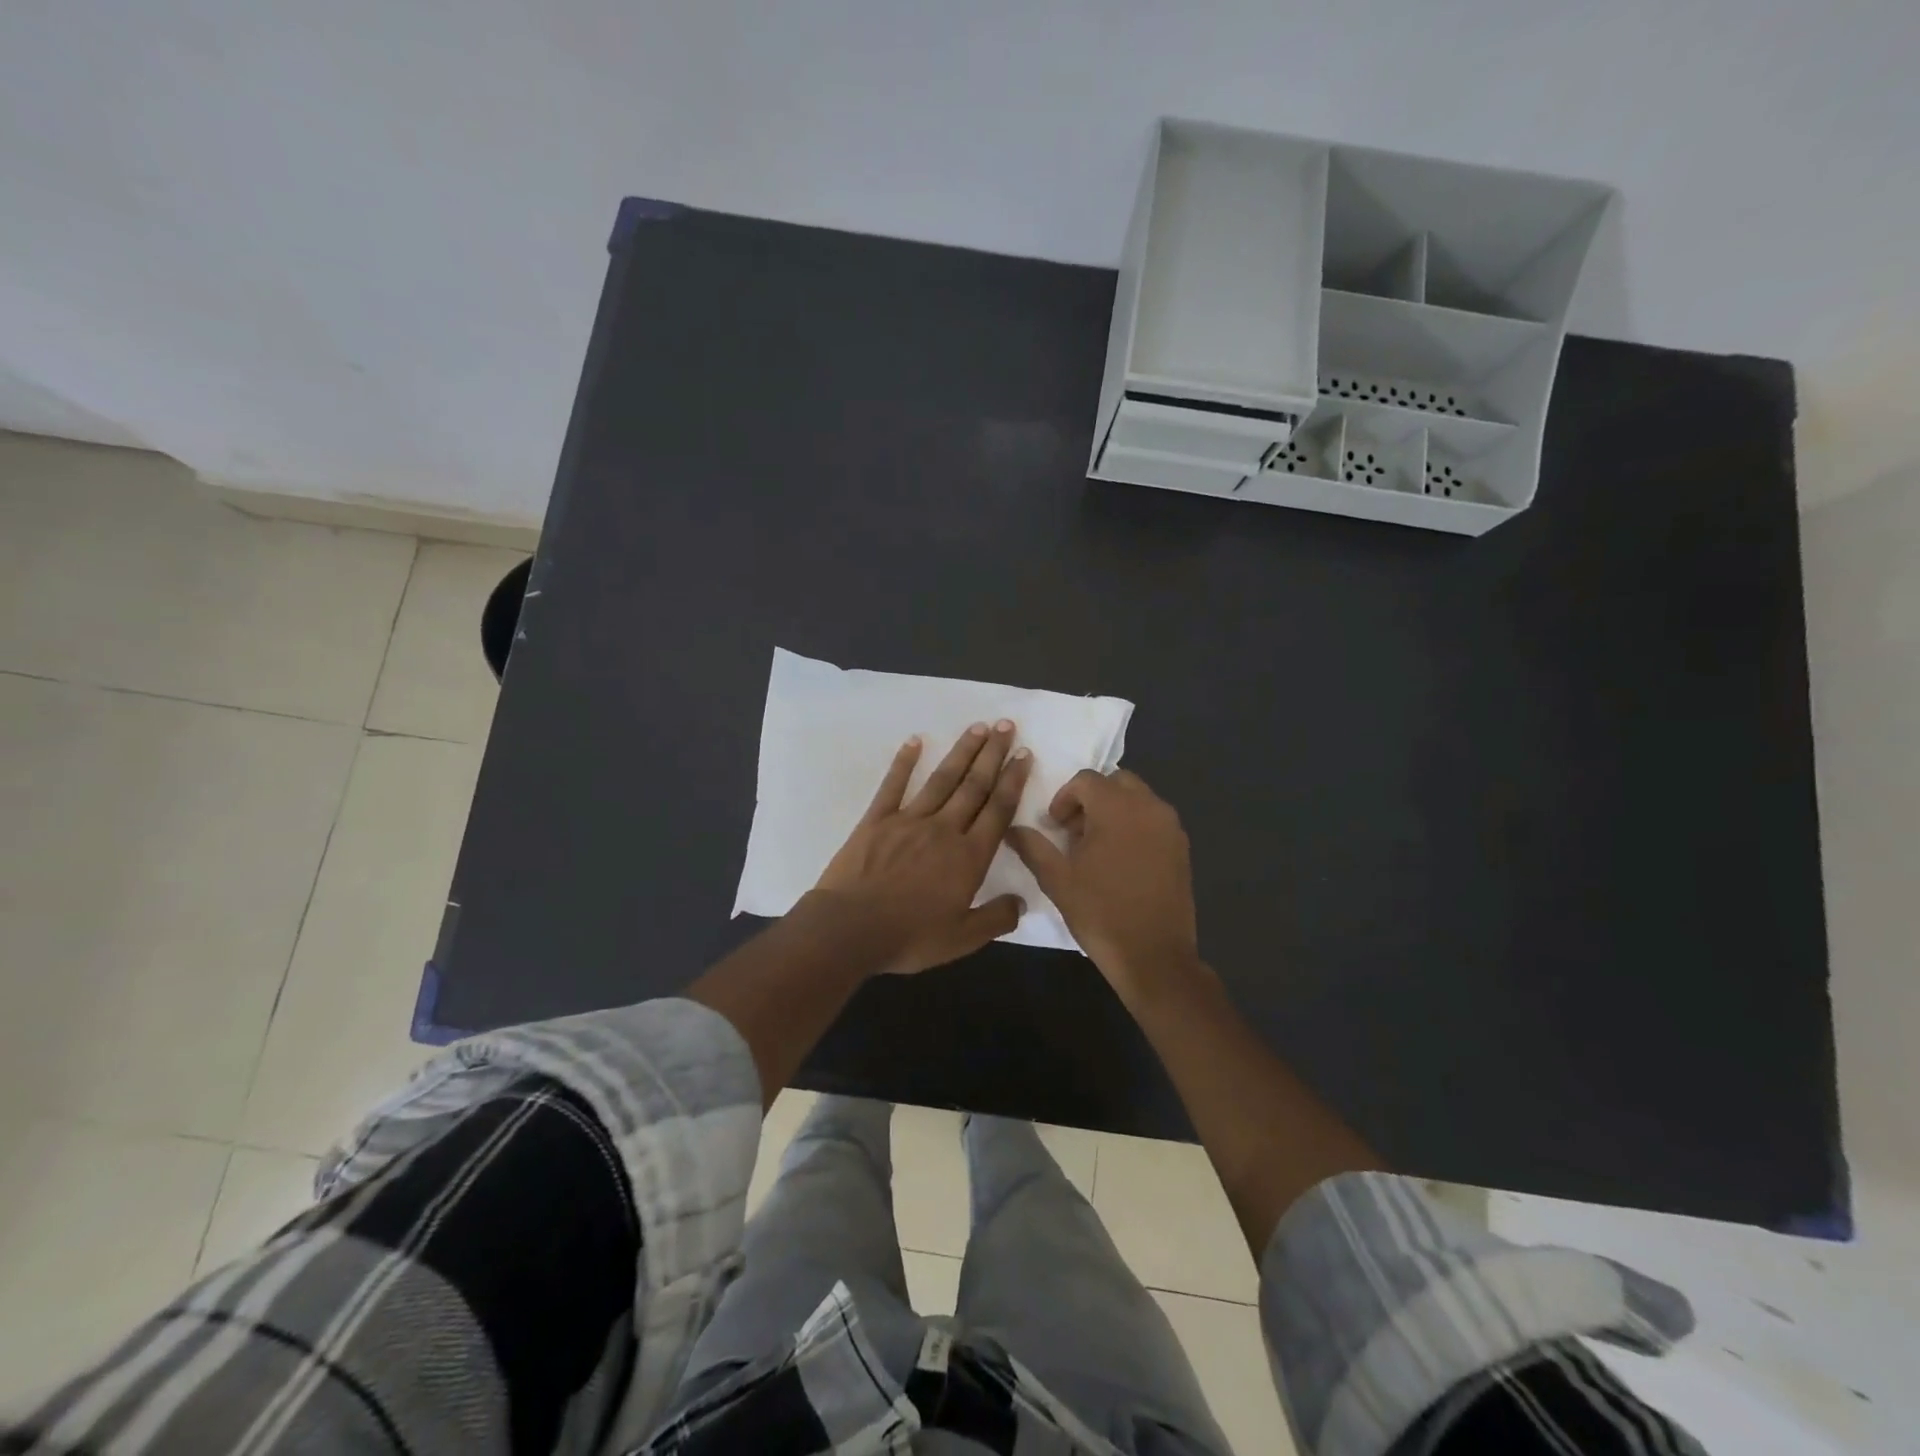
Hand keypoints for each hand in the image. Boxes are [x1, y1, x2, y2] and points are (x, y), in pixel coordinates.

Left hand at [811, 721, 1030, 974]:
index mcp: (968, 857)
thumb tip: (1023, 901)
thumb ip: (996, 918)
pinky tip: (915, 740)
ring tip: (978, 727)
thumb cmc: (909, 936)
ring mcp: (909, 820)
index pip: (998, 810)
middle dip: (993, 755)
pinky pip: (893, 785)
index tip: (1024, 754)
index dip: (1013, 781)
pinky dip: (904, 762)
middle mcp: (944, 829)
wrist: (850, 929)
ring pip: (942, 779)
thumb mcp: (962, 938)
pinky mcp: (877, 820)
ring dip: (962, 752)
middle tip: (1007, 726)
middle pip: (974, 786)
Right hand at [1008, 769, 1204, 1004]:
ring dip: (1114, 811)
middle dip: (1091, 799)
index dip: (1064, 798)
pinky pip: (1153, 820)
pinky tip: (1121, 861)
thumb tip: (1012, 829)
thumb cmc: (1101, 912)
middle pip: (1115, 782)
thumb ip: (1033, 847)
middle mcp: (1149, 806)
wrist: (1154, 956)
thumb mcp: (1057, 880)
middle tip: (1074, 832)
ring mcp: (1171, 827)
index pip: (1086, 780)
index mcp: (1117, 807)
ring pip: (1138, 799)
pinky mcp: (1182, 847)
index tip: (1054, 826)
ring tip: (1096, 847)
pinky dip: (1134, 826)